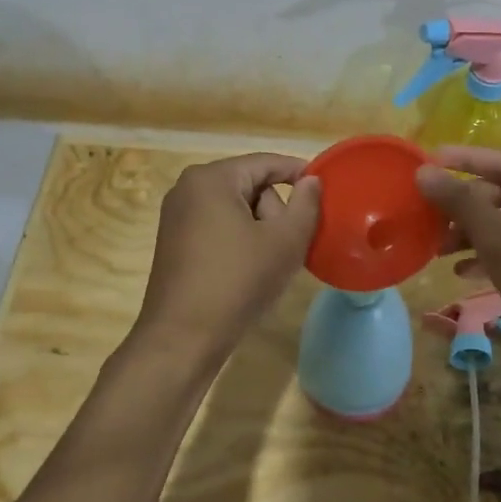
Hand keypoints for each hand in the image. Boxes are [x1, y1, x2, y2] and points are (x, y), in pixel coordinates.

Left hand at [134, 154, 321, 361]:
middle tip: (288, 246)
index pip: (267, 163)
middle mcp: (188, 188)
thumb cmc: (238, 282)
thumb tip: (311, 181)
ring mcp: (177, 216)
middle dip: (275, 211)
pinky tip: (249, 272)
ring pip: (236, 209)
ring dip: (260, 230)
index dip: (300, 174)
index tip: (327, 193)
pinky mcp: (174, 242)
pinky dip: (240, 241)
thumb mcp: (285, 242)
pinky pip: (218, 227)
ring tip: (269, 264)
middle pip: (251, 185)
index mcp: (212, 179)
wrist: (183, 338)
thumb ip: (306, 204)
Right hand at [415, 146, 500, 380]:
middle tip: (429, 219)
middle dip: (464, 205)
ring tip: (439, 250)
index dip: (463, 159)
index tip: (427, 162)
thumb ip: (461, 203)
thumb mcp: (500, 241)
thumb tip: (425, 171)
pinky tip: (465, 273)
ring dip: (474, 233)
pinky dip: (492, 257)